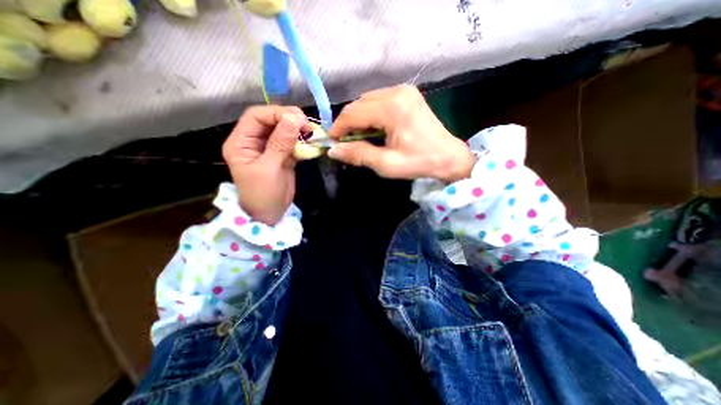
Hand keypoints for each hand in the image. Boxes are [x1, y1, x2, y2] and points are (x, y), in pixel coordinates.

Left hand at [219, 105, 309, 223]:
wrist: (270, 215)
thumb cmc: (263, 194)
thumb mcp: (269, 168)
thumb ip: (280, 143)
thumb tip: (294, 119)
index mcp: (241, 142)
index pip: (256, 116)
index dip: (276, 114)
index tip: (298, 119)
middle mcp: (254, 141)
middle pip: (271, 120)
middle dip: (289, 119)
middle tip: (307, 125)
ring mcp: (269, 148)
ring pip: (283, 130)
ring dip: (298, 130)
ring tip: (311, 133)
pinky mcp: (282, 156)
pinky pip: (292, 143)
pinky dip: (302, 142)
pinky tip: (310, 143)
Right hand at [325, 85, 473, 180]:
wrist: (448, 157)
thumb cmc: (419, 163)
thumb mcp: (386, 164)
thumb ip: (358, 155)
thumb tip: (333, 150)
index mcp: (392, 108)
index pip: (353, 113)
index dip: (338, 127)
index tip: (331, 141)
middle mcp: (396, 92)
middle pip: (359, 104)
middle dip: (347, 123)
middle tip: (345, 142)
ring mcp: (403, 90)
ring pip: (367, 101)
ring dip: (358, 118)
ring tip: (359, 138)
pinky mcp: (407, 94)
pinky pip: (379, 101)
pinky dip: (370, 114)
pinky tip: (373, 129)